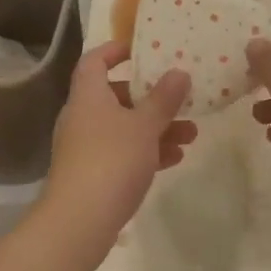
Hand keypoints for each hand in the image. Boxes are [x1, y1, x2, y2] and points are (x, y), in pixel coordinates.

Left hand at [36, 42, 195, 253]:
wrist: (79, 221)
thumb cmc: (111, 160)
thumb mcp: (144, 126)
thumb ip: (163, 99)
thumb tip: (179, 72)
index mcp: (88, 96)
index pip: (94, 61)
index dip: (114, 51)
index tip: (140, 49)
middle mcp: (82, 117)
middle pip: (116, 96)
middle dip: (151, 98)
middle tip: (180, 100)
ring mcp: (85, 147)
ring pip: (124, 127)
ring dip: (156, 128)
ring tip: (191, 135)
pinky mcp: (92, 174)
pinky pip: (122, 153)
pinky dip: (146, 151)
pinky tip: (175, 158)